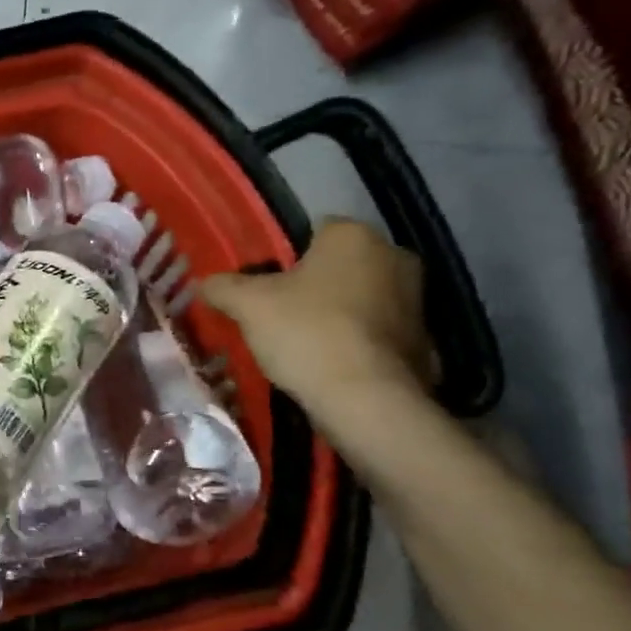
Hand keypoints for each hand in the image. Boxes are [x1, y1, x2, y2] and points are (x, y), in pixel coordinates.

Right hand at [201, 220, 435, 413]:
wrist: (366, 400)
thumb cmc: (306, 333)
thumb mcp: (247, 305)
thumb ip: (222, 287)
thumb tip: (206, 283)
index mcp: (354, 236)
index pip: (313, 230)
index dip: (283, 256)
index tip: (264, 286)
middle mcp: (394, 256)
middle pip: (339, 265)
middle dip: (312, 285)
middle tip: (278, 315)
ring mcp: (416, 300)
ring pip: (360, 298)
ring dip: (336, 314)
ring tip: (302, 345)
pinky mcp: (424, 340)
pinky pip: (376, 332)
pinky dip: (356, 343)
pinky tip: (330, 365)